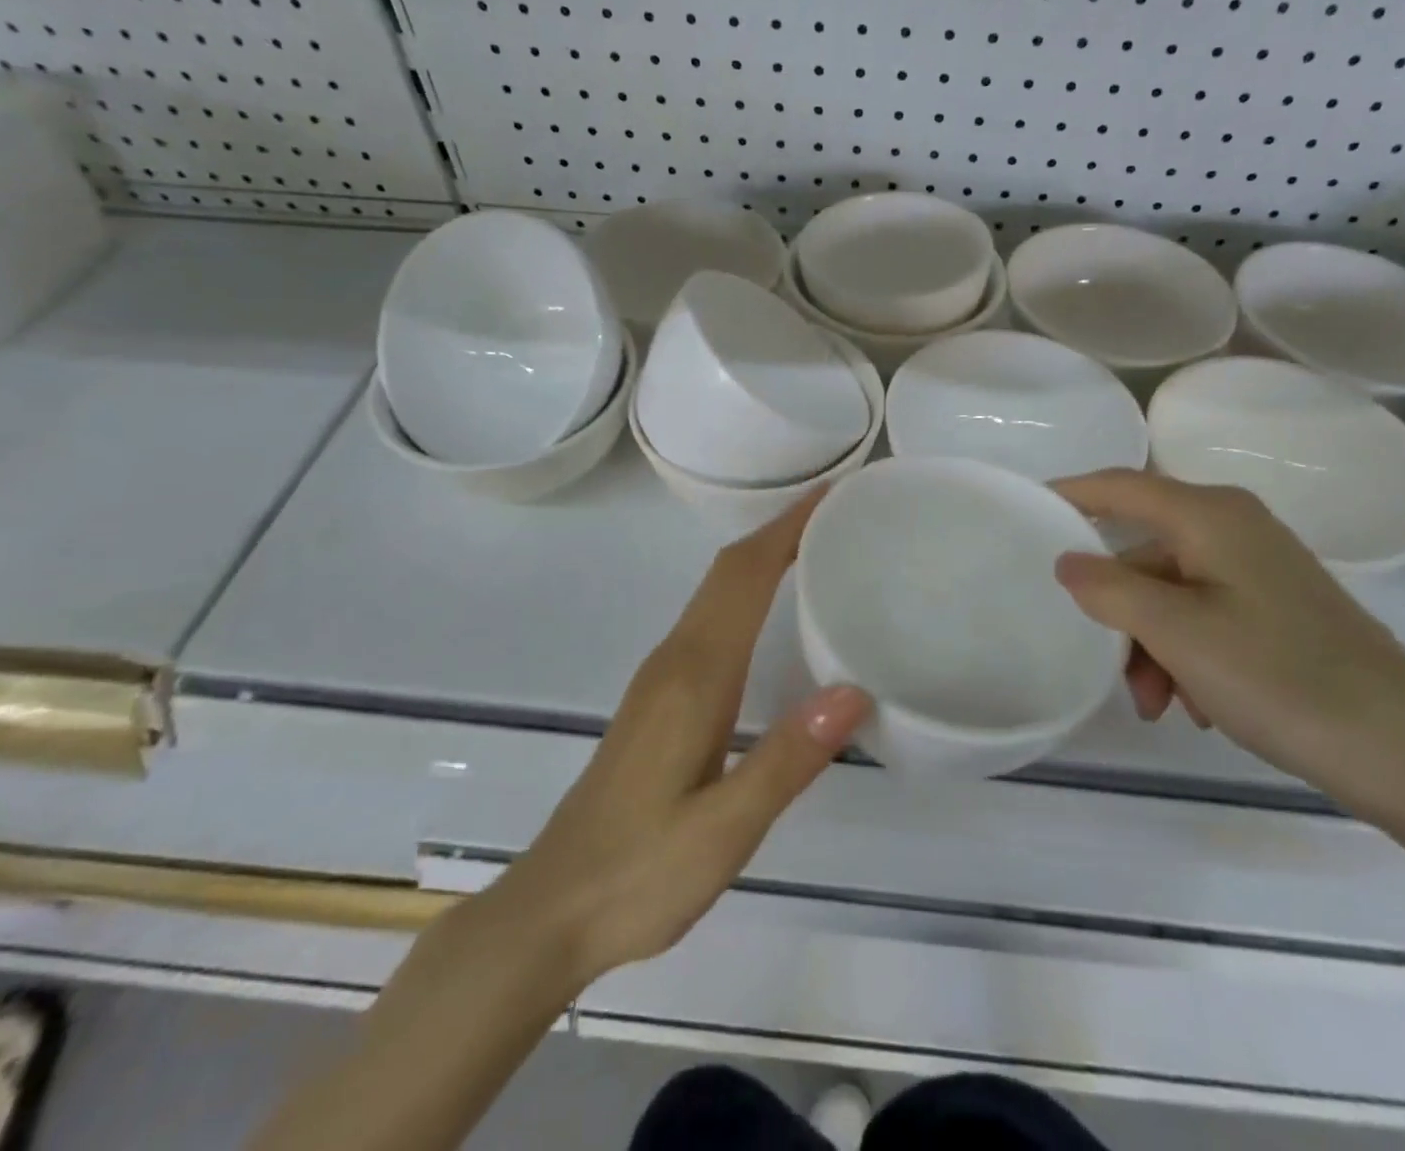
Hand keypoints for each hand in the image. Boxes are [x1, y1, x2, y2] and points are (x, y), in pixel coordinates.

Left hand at [500, 492, 871, 991]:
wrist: (550, 911)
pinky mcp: (658, 699)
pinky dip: (745, 593)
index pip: (743, 577)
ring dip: (762, 558)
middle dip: (779, 531)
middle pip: (727, 572)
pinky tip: (772, 615)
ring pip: (716, 593)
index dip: (785, 529)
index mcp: (694, 676)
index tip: (830, 493)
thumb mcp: (723, 830)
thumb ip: (787, 760)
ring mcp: (660, 678)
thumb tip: (854, 691)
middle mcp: (674, 661)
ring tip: (817, 548)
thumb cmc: (639, 873)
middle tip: (838, 512)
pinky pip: (709, 620)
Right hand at [1051, 470, 1404, 812]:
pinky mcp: (1281, 606)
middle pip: (1146, 552)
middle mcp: (1236, 528)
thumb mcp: (1176, 632)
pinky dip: (1187, 653)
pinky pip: (1207, 615)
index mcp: (1210, 516)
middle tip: (1112, 669)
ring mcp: (1262, 568)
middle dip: (1120, 611)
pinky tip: (1200, 703)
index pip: (1121, 486)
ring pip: (1174, 592)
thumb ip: (1108, 589)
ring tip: (1162, 705)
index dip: (1071, 494)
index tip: (1027, 508)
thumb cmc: (1280, 677)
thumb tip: (1067, 561)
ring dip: (1153, 644)